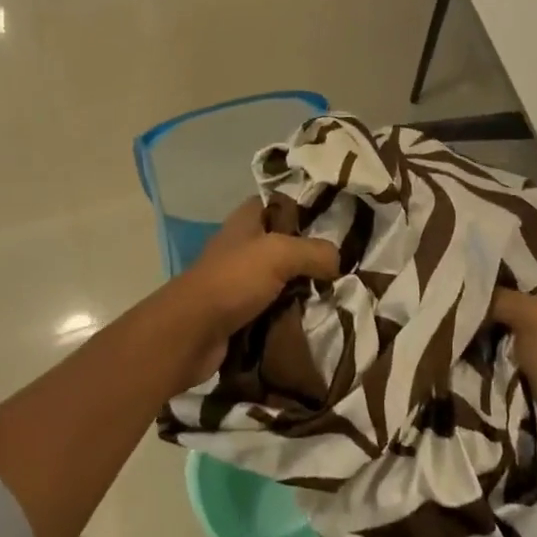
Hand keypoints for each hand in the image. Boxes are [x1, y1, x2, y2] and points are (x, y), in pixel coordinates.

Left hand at [160, 199, 339, 388]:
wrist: (191, 334)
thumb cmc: (233, 281)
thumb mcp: (280, 254)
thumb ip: (314, 251)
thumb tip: (338, 261)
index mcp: (247, 220)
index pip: (282, 203)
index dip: (307, 208)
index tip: (339, 221)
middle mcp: (244, 245)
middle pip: (287, 243)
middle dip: (313, 255)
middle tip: (345, 266)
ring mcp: (241, 280)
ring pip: (284, 279)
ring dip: (305, 289)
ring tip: (339, 295)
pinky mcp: (242, 312)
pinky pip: (276, 308)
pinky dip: (293, 313)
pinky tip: (318, 318)